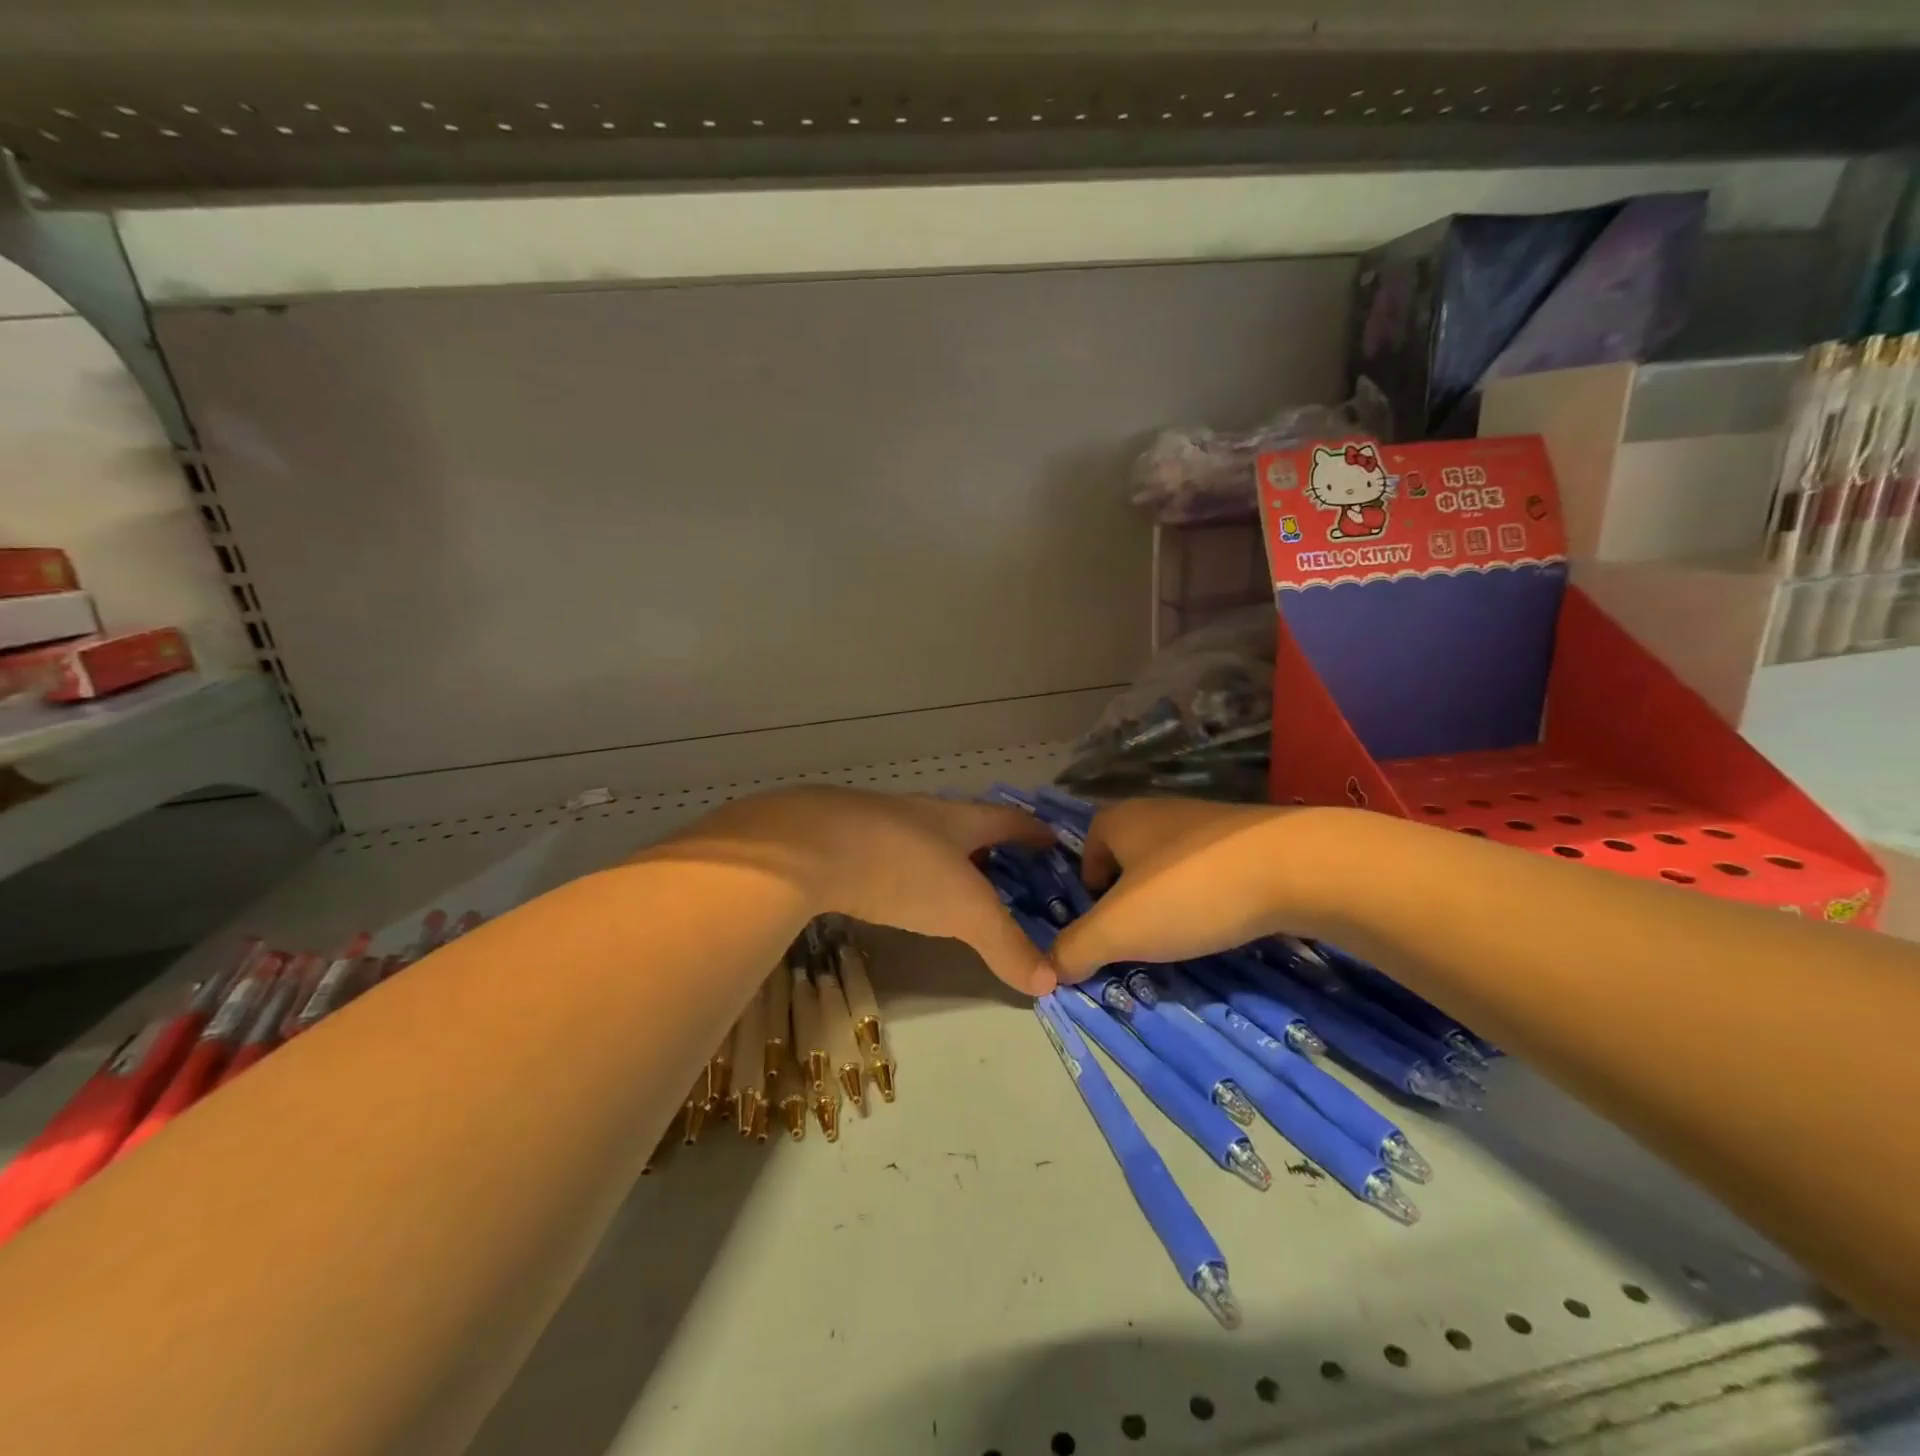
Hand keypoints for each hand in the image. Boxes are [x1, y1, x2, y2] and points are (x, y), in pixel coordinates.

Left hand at [650, 787, 1060, 993]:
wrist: (811, 846)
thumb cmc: (904, 868)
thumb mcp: (965, 911)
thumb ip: (1006, 945)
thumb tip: (1051, 982)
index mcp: (959, 819)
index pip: (1008, 819)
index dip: (1033, 831)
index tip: (1052, 841)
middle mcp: (922, 813)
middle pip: (966, 823)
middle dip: (990, 845)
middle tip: (1009, 873)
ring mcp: (879, 823)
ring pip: (924, 838)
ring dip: (945, 858)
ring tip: (956, 887)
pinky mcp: (843, 841)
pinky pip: (888, 853)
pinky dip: (905, 870)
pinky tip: (897, 891)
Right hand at [1050, 798, 1337, 980]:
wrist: (1297, 866)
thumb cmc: (1189, 891)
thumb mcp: (1118, 929)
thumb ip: (1076, 948)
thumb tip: (1049, 969)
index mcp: (1120, 819)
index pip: (1087, 849)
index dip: (1089, 889)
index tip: (1107, 926)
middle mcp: (1160, 811)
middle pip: (1130, 858)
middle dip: (1131, 899)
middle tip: (1142, 938)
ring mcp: (1209, 822)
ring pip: (1173, 866)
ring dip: (1172, 900)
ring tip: (1186, 935)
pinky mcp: (1251, 839)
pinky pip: (1213, 871)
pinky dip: (1211, 897)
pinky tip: (1226, 921)